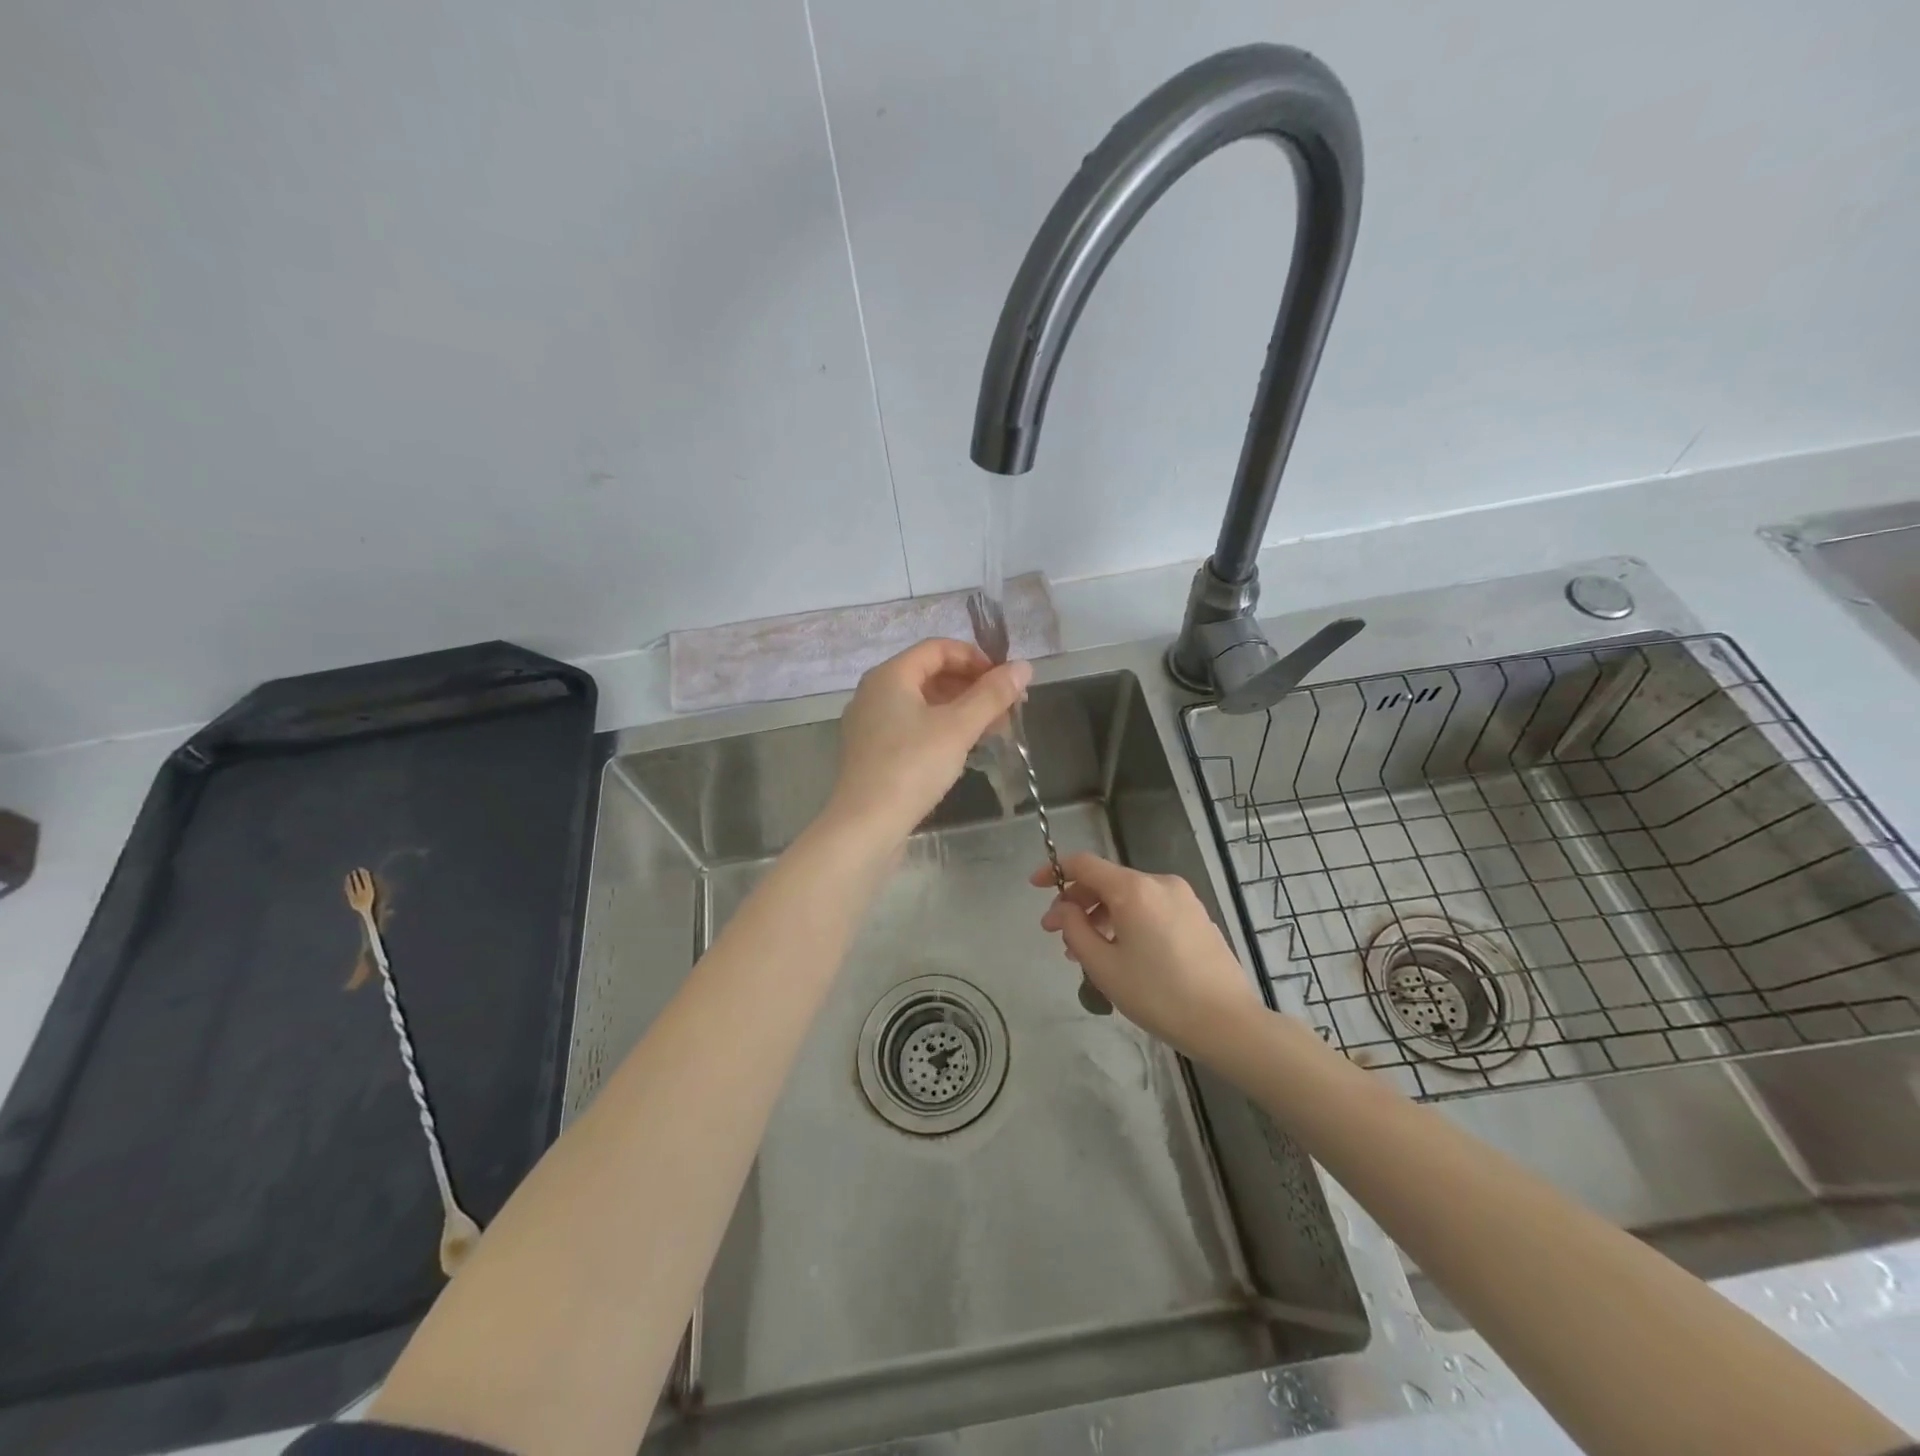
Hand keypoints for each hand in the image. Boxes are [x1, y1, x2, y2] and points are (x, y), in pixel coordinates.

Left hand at [828, 639, 1031, 843]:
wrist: (865, 825)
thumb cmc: (912, 767)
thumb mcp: (958, 728)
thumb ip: (992, 695)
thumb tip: (1024, 667)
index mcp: (889, 675)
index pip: (938, 648)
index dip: (976, 658)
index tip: (1006, 680)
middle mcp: (875, 692)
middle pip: (931, 674)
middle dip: (973, 687)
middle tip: (1008, 708)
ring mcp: (871, 724)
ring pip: (923, 704)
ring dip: (961, 710)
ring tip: (995, 730)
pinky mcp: (873, 752)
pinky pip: (913, 727)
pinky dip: (942, 729)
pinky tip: (965, 748)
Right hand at [1033, 853, 1263, 1059]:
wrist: (1227, 1023)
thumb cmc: (1158, 995)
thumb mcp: (1104, 966)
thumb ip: (1075, 929)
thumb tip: (1065, 909)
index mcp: (1134, 889)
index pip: (1084, 864)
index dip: (1055, 871)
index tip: (1035, 887)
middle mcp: (1159, 883)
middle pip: (1107, 880)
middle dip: (1077, 903)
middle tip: (1057, 934)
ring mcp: (1183, 898)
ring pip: (1129, 896)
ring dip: (1101, 915)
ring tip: (1086, 951)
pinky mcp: (1197, 916)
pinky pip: (1150, 908)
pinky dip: (1128, 920)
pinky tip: (1121, 952)